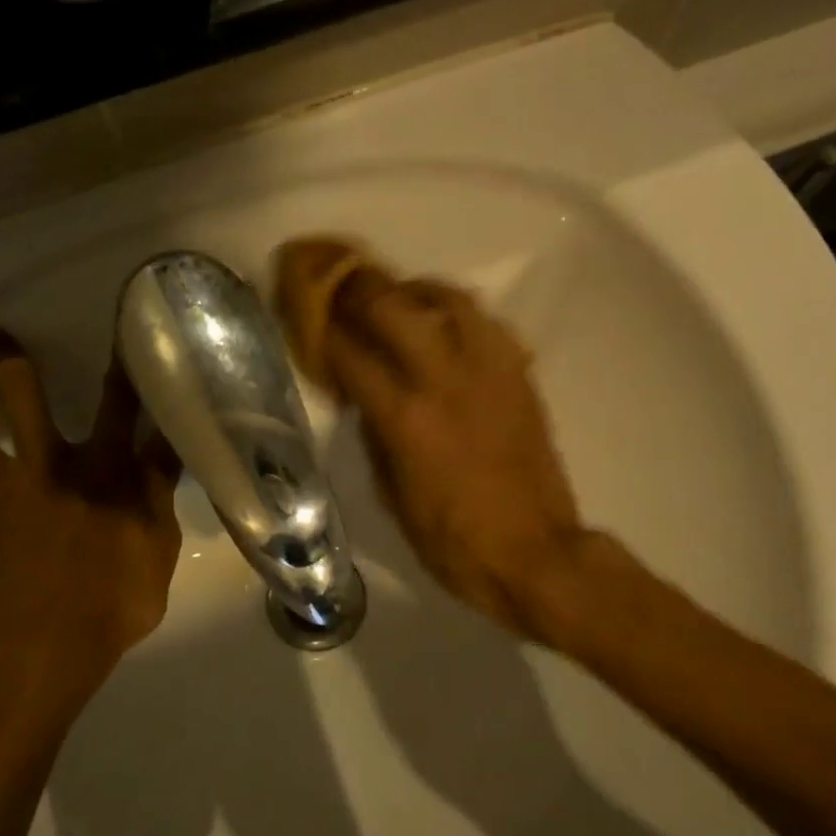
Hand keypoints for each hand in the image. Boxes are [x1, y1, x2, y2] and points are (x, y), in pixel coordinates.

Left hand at [0, 325, 182, 735]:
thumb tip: (169, 443)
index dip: (123, 366)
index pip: (119, 406)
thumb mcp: (160, 545)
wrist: (45, 649)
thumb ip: (159, 490)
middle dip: (8, 360)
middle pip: (23, 398)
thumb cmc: (115, 600)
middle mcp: (47, 465)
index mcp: (102, 470)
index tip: (122, 330)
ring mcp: (0, 491)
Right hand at [276, 242, 597, 641]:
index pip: (348, 351)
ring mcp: (488, 369)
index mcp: (404, 416)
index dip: (318, 327)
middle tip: (337, 283)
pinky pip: (484, 322)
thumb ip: (374, 435)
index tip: (303, 311)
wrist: (532, 552)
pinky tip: (444, 327)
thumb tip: (363, 398)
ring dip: (410, 289)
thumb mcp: (391, 495)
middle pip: (390, 303)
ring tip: (395, 298)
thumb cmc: (451, 540)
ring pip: (445, 297)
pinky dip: (455, 313)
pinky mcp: (519, 374)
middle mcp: (444, 378)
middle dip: (354, 286)